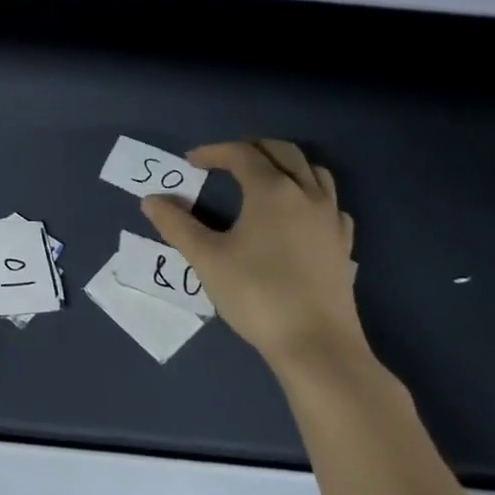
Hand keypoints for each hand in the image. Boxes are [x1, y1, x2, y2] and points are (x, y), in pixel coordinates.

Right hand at [142, 139, 362, 372]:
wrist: (317, 346)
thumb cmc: (257, 295)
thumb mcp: (206, 258)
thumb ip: (176, 225)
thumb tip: (151, 200)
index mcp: (272, 190)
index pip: (242, 153)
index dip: (213, 152)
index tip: (190, 162)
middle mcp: (306, 194)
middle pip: (283, 152)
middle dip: (251, 148)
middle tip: (225, 161)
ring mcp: (330, 219)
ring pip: (313, 171)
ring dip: (285, 165)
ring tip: (261, 179)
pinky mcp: (343, 244)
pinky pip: (330, 202)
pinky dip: (310, 194)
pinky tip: (296, 213)